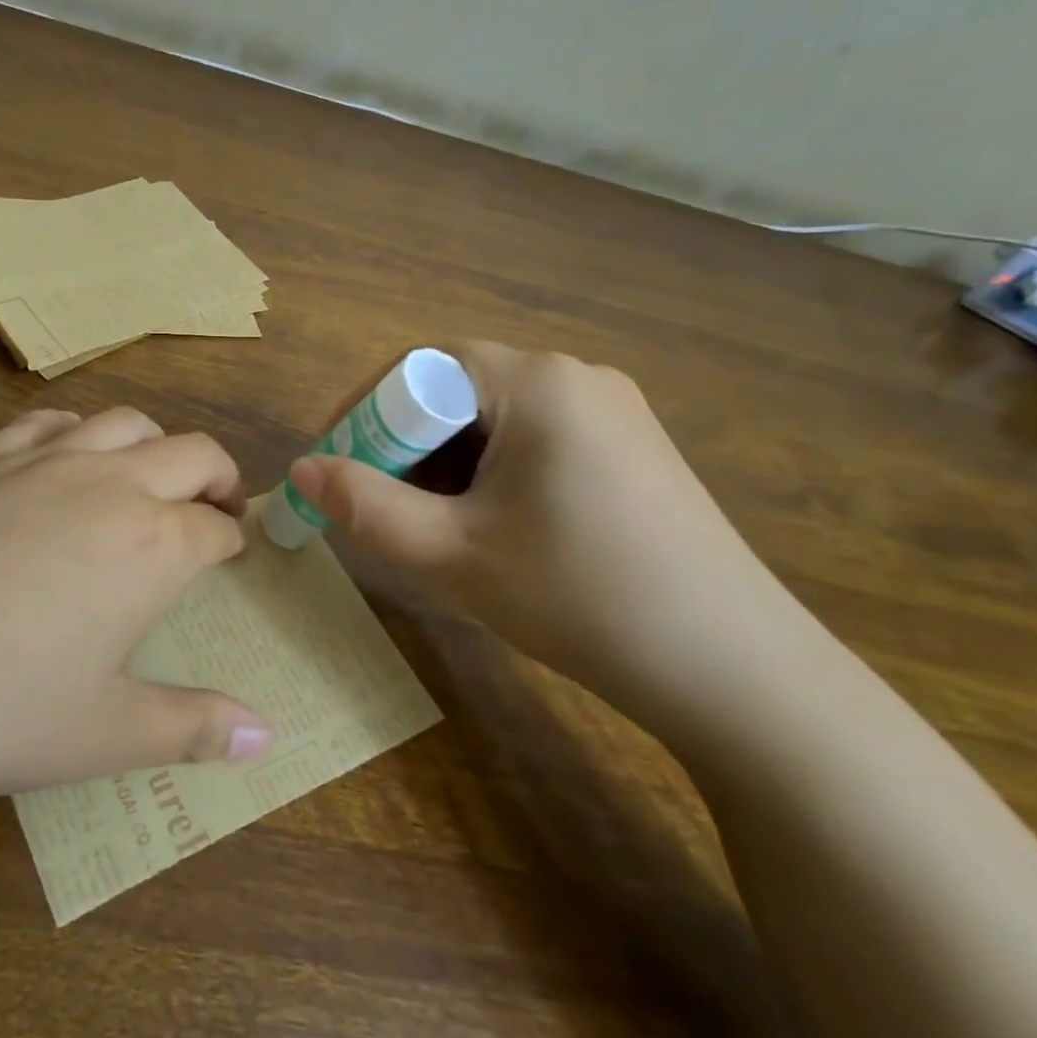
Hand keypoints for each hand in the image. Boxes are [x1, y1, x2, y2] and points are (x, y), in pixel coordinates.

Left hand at [0, 407, 274, 832]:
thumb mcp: (104, 734)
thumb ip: (193, 729)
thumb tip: (267, 740)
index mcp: (154, 547)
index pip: (215, 527)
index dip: (230, 539)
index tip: (230, 555)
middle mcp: (112, 486)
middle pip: (191, 453)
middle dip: (217, 474)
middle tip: (216, 505)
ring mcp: (46, 463)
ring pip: (124, 423)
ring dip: (153, 443)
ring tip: (149, 477)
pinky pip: (48, 422)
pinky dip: (75, 430)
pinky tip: (65, 456)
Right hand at [287, 343, 813, 725]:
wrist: (735, 671)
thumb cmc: (580, 596)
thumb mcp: (452, 553)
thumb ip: (364, 506)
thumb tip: (301, 470)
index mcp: (536, 381)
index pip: (421, 366)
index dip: (364, 411)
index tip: (334, 464)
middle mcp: (577, 377)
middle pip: (458, 390)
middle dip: (404, 444)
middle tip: (376, 505)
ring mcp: (613, 412)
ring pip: (495, 420)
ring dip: (446, 463)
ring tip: (430, 526)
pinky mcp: (632, 450)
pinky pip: (536, 440)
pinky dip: (492, 473)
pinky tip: (492, 528)